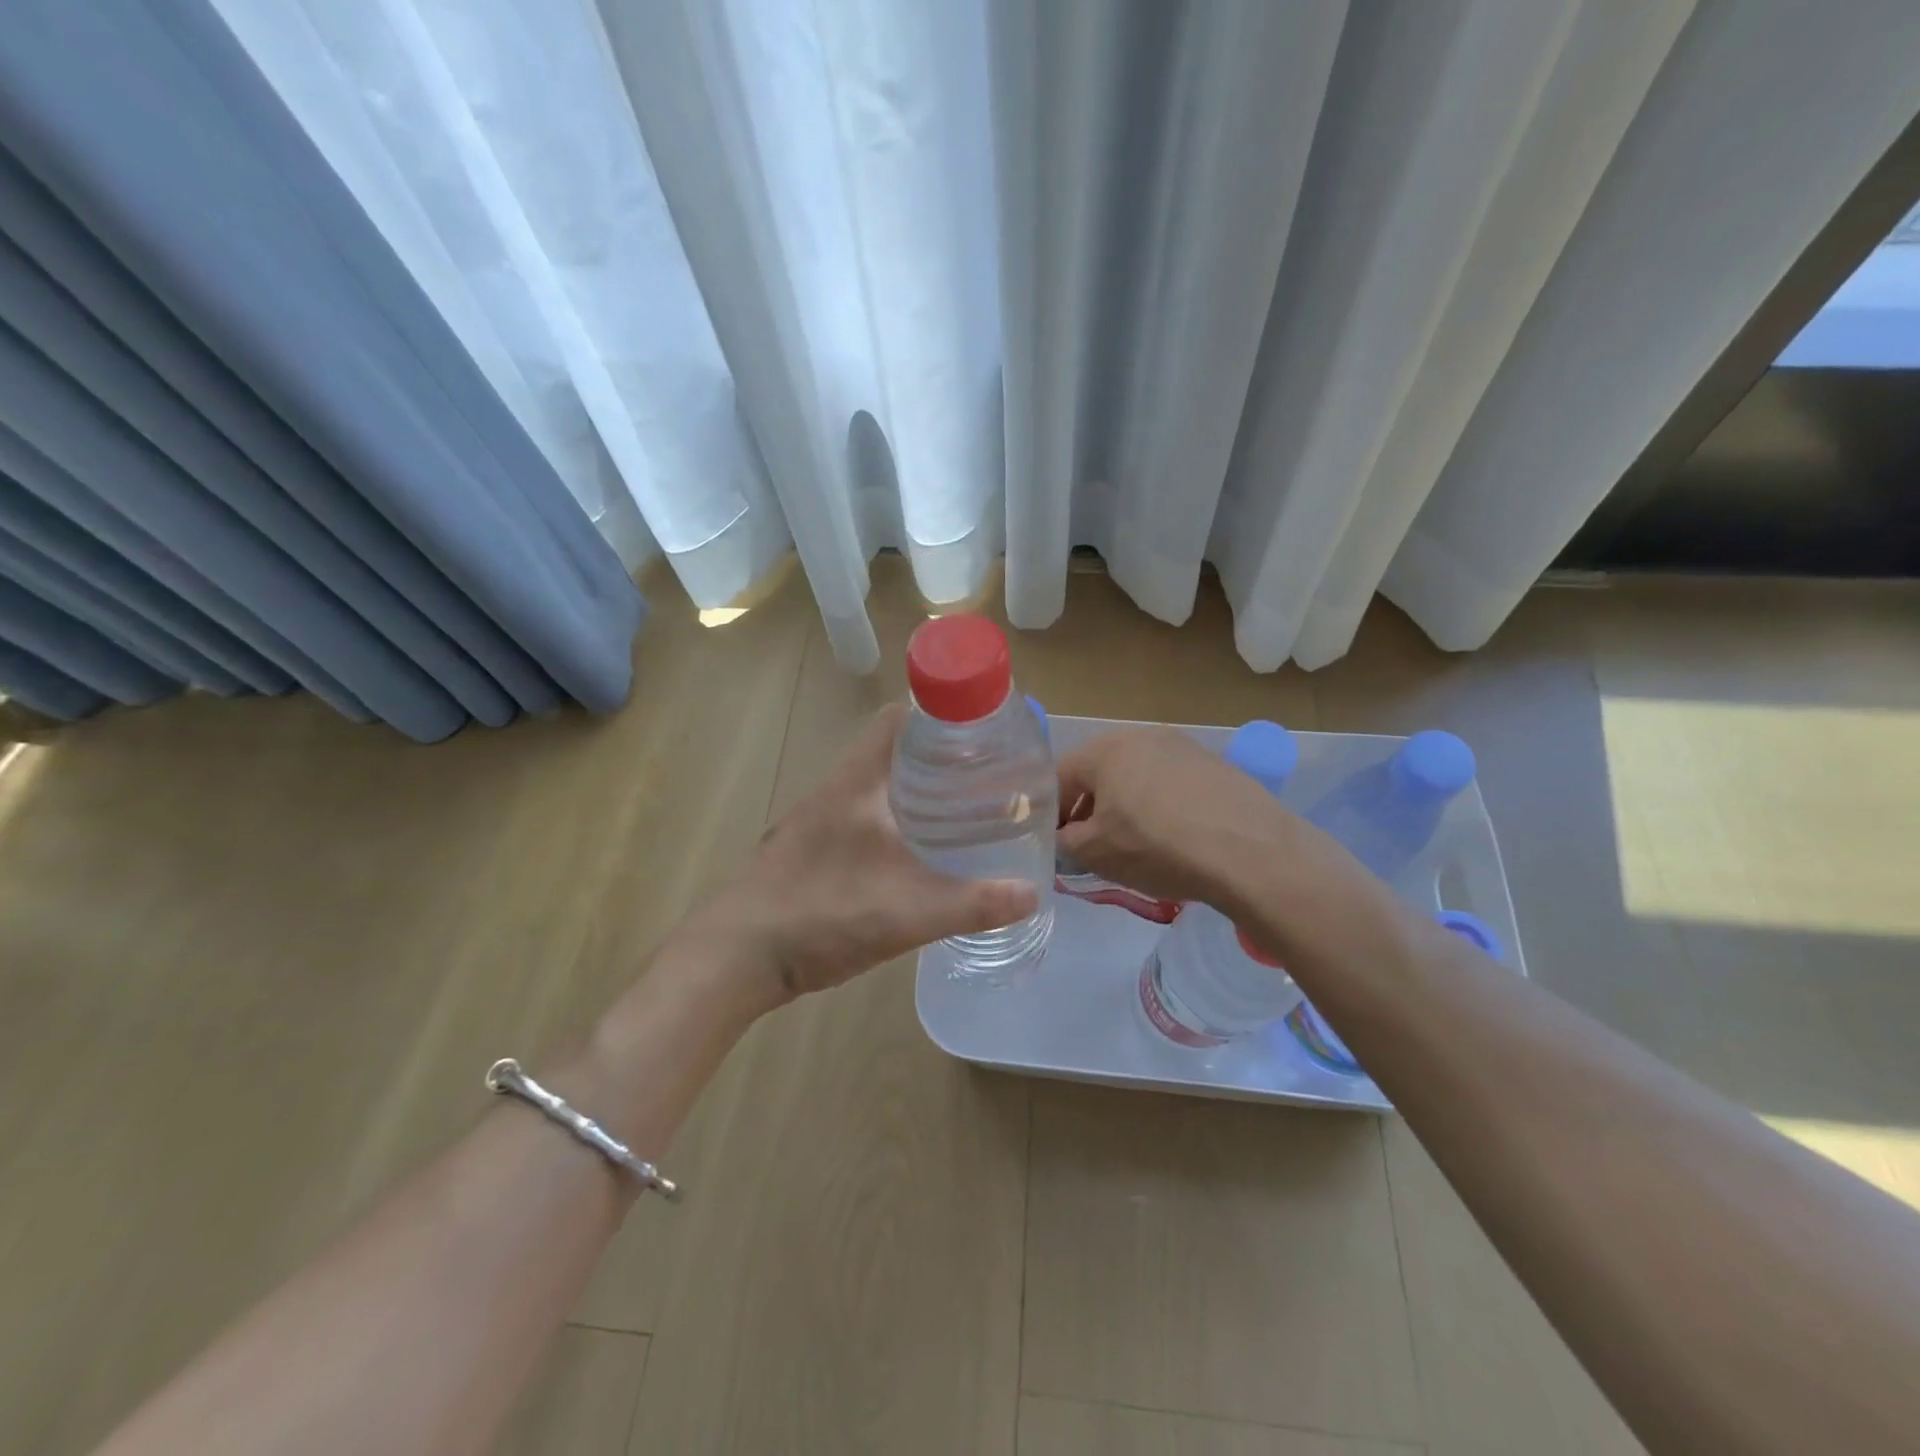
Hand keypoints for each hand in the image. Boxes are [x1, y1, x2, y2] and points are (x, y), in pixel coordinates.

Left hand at [708, 704, 1039, 1000]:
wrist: (734, 956)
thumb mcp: (908, 912)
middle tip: (983, 780)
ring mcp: (815, 820)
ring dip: (912, 792)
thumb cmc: (821, 915)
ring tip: (958, 814)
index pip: (897, 719)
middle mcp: (834, 790)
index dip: (939, 717)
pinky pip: (859, 818)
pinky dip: (891, 822)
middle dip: (937, 759)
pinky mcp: (807, 850)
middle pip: (890, 751)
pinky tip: (912, 857)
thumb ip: (973, 904)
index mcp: (857, 782)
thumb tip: (1031, 894)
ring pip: (873, 787)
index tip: (980, 736)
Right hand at [1056, 726, 1296, 908]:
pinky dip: (1161, 807)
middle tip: (1091, 845)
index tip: (1056, 843)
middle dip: (1089, 808)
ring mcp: (1183, 747)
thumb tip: (1062, 838)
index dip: (1051, 812)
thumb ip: (1065, 842)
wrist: (1250, 852)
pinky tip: (1173, 838)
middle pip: (1100, 772)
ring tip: (1134, 844)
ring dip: (1125, 806)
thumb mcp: (1096, 853)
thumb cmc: (1158, 846)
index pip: (1059, 777)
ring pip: (1137, 776)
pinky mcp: (1215, 765)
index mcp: (1106, 750)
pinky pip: (1171, 784)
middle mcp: (1142, 736)